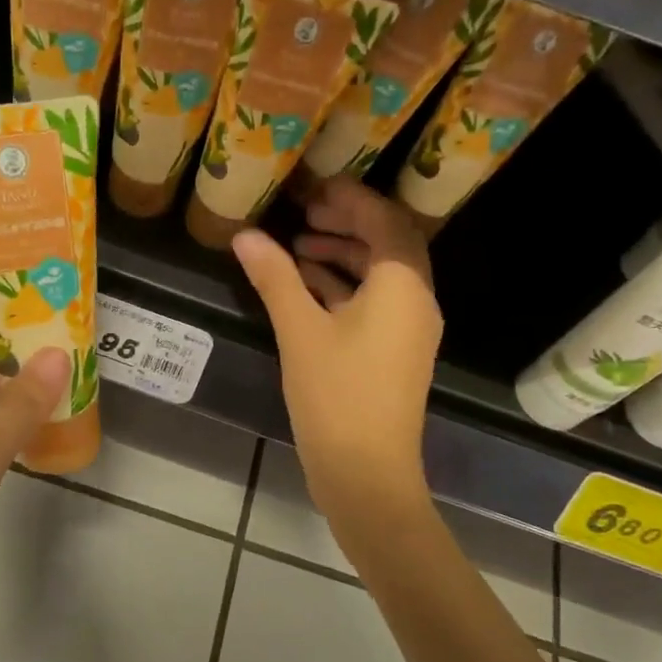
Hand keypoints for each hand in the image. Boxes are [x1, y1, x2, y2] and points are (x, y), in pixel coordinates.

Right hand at [233, 177, 441, 525]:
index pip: (385, 220)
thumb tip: (245, 235)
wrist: (367, 474)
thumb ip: (275, 278)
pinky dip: (343, 287)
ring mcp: (408, 330)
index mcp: (403, 286)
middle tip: (304, 211)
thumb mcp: (300, 331)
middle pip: (387, 244)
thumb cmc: (337, 396)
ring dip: (342, 255)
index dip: (351, 198)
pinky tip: (306, 287)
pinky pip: (374, 303)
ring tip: (296, 246)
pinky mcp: (394, 353)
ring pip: (380, 275)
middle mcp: (416, 301)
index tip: (313, 187)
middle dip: (347, 223)